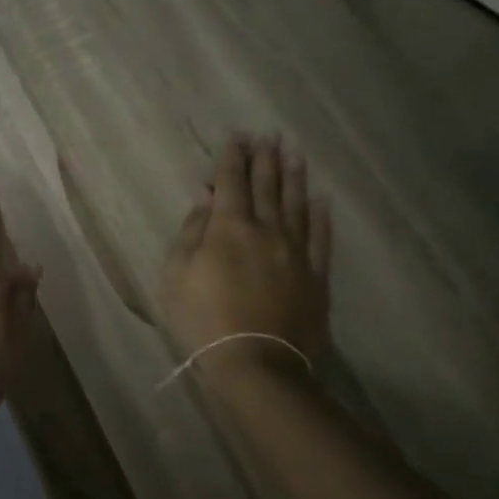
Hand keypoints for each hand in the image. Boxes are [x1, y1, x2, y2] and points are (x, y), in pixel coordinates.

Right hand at [161, 134, 332, 386]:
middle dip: (264, 158)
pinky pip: (320, 237)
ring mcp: (295, 252)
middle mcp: (266, 229)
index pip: (231, 181)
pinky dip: (320, 215)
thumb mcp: (177, 274)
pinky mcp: (315, 275)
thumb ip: (192, 232)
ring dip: (293, 176)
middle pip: (266, 186)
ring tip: (294, 153)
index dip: (232, 157)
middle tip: (268, 135)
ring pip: (296, 204)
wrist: (255, 363)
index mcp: (229, 227)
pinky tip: (320, 199)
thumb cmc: (203, 318)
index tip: (237, 136)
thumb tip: (207, 200)